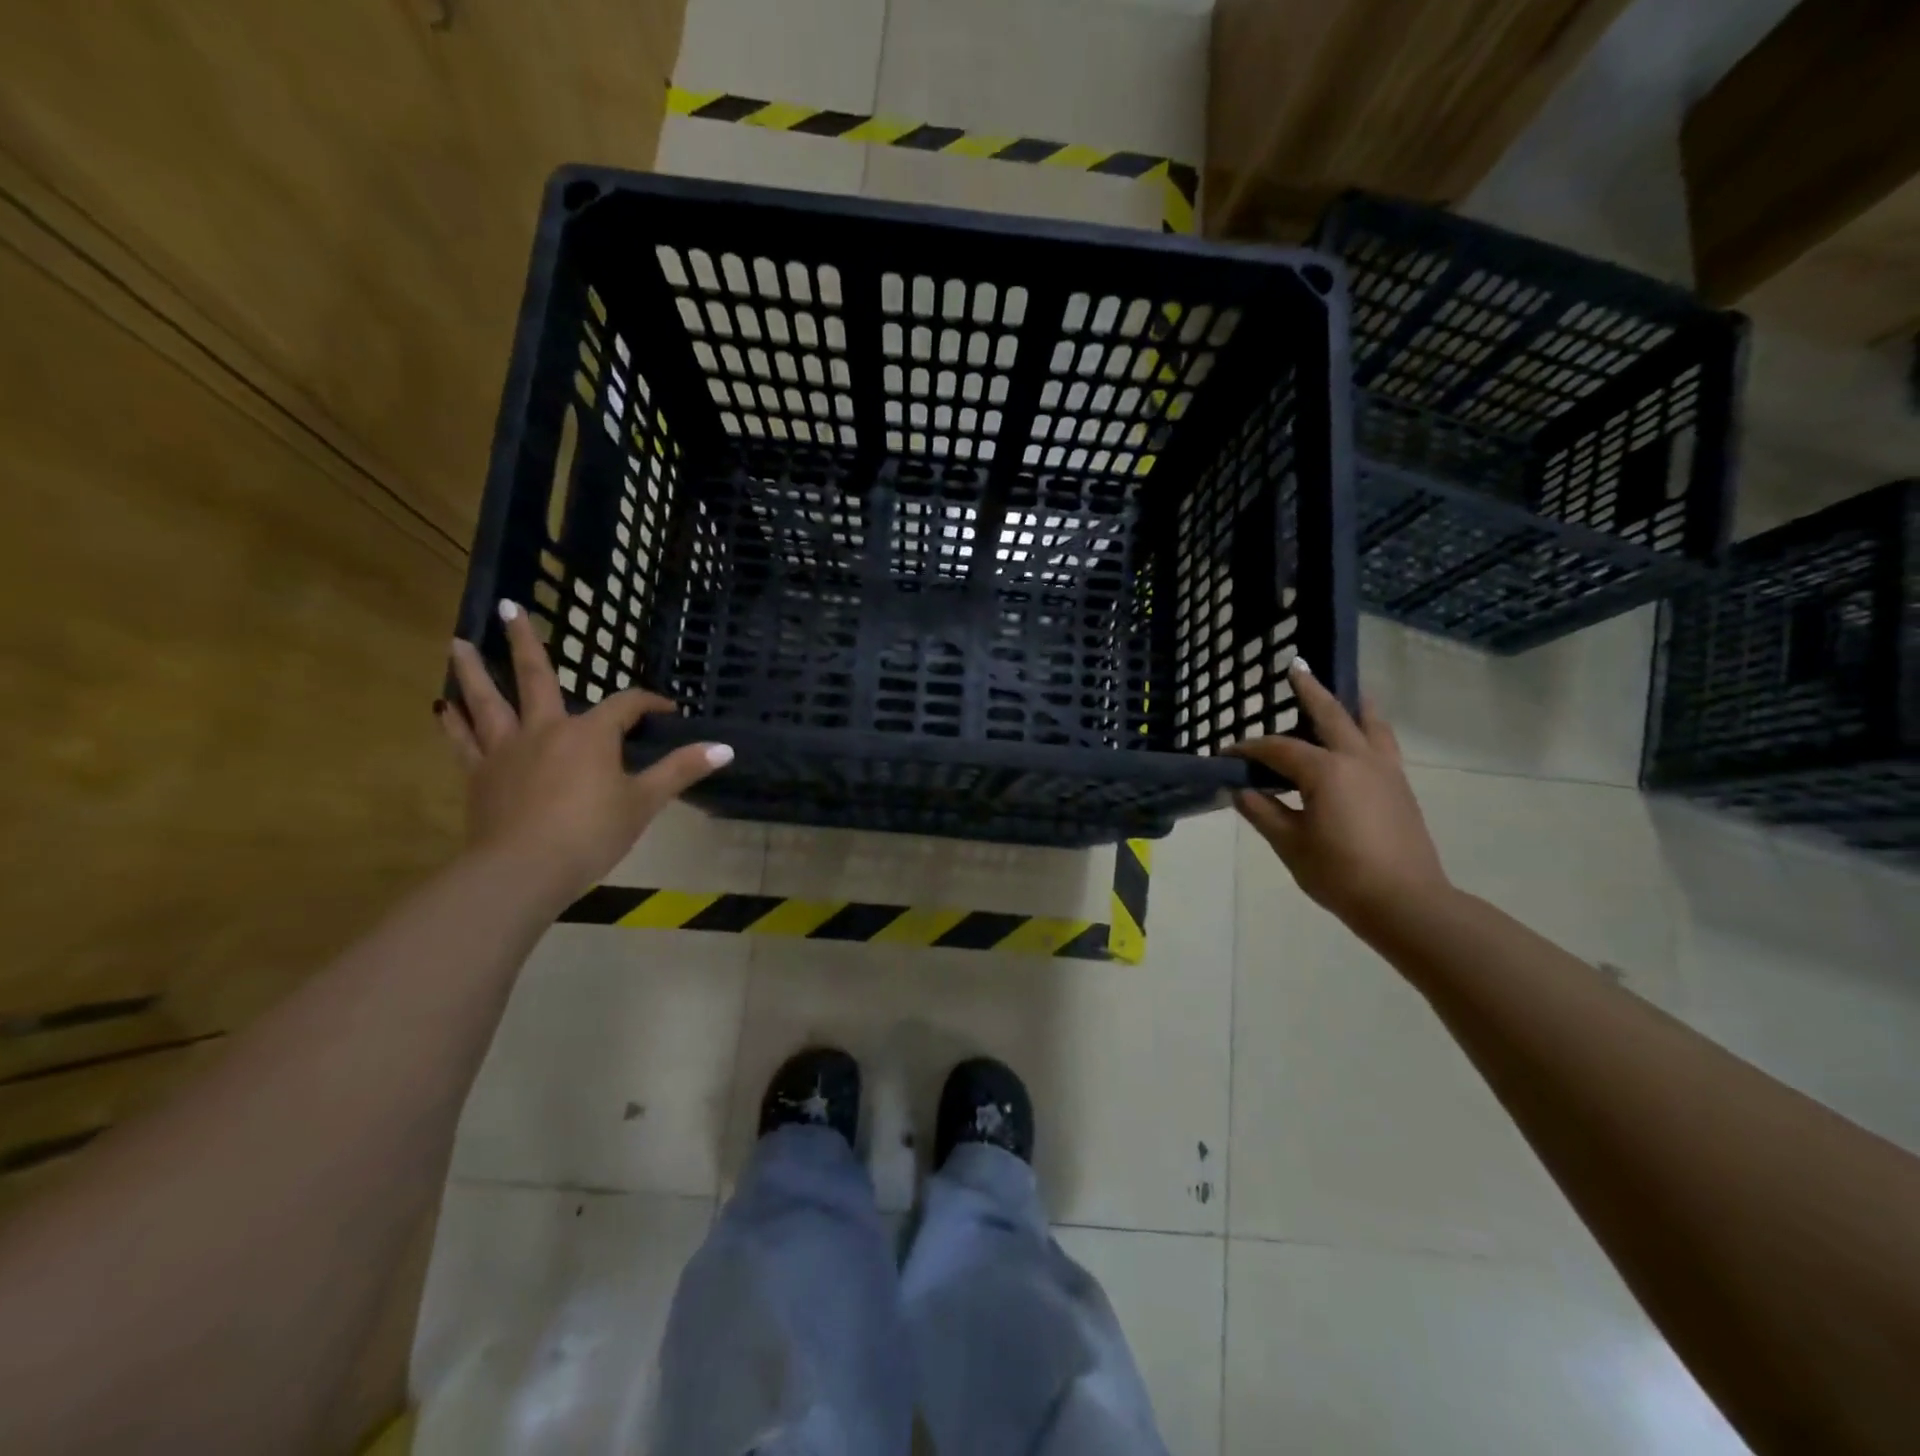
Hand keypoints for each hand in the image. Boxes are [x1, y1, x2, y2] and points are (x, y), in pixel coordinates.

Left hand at [438, 600, 730, 906]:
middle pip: (535, 677)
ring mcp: (507, 749)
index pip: (626, 705)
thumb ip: (681, 770)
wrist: (525, 869)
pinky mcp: (480, 774)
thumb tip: (726, 748)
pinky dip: (453, 722)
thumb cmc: (592, 832)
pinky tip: (441, 706)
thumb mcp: (645, 801)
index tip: (666, 710)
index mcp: (591, 734)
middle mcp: (546, 729)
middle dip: (525, 642)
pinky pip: (464, 741)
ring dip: (473, 670)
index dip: (649, 703)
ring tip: (458, 642)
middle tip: (507, 607)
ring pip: (487, 700)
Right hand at [1226, 659, 1449, 932]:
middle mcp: (1357, 759)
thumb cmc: (1340, 873)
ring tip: (1346, 690)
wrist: (1406, 902)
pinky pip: (1383, 743)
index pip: (1278, 749)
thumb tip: (1240, 790)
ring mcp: (1385, 770)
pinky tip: (1363, 736)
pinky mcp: (1400, 786)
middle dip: (1309, 691)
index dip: (1249, 748)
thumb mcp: (1290, 844)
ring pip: (1368, 723)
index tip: (1226, 753)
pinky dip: (1370, 728)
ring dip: (1351, 703)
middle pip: (1329, 714)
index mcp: (1325, 771)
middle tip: (1295, 667)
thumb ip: (1263, 811)